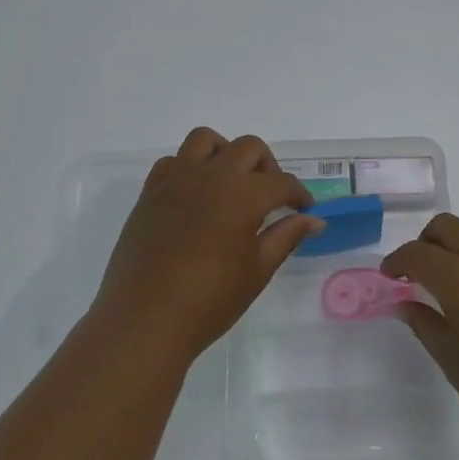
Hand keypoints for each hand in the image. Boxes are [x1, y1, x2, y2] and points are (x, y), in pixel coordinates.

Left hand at [91, 127, 322, 365]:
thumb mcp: (257, 271)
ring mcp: (176, 180)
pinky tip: (194, 196)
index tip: (304, 210)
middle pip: (248, 148)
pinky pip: (173, 161)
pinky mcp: (150, 192)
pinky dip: (188, 168)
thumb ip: (286, 237)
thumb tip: (314, 220)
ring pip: (205, 140)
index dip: (299, 194)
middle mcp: (211, 176)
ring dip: (225, 153)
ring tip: (230, 183)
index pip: (282, 182)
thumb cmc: (209, 301)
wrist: (145, 319)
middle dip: (267, 167)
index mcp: (243, 195)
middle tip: (270, 197)